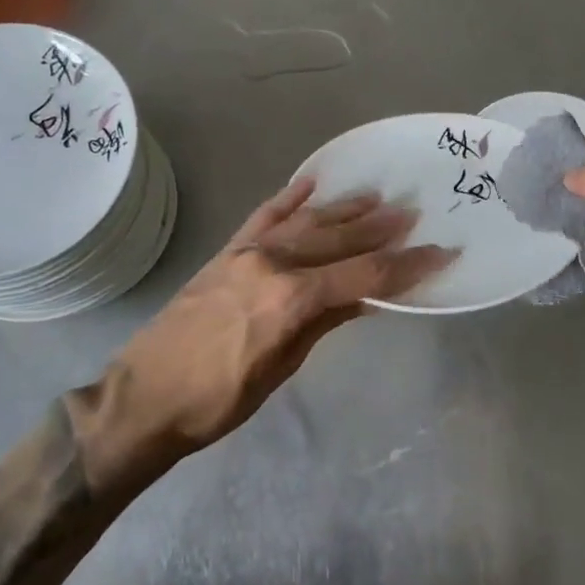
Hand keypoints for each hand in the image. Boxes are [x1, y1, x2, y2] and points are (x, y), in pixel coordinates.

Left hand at [72, 180, 454, 490]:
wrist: (144, 396)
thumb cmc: (218, 400)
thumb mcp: (281, 367)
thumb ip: (324, 322)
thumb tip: (367, 297)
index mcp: (292, 298)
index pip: (364, 274)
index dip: (407, 266)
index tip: (440, 254)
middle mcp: (273, 263)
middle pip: (339, 239)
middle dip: (381, 229)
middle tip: (414, 213)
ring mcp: (247, 251)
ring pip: (307, 221)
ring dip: (345, 209)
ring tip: (378, 196)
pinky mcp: (227, 251)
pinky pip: (264, 215)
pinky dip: (289, 198)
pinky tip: (310, 184)